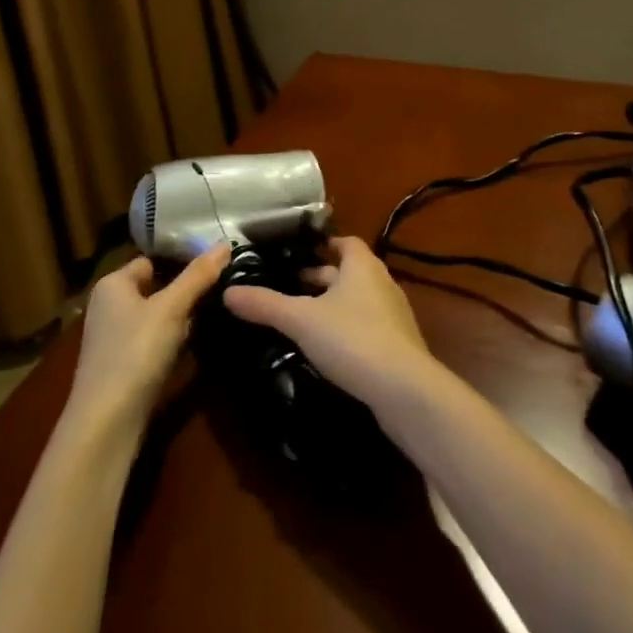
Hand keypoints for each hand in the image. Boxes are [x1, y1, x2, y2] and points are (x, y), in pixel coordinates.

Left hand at [67, 245, 229, 435]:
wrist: (105, 424)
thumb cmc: (135, 353)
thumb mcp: (171, 309)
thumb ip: (198, 276)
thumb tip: (225, 242)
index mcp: (112, 284)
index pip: (151, 260)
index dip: (180, 260)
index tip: (214, 264)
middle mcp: (108, 307)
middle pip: (154, 288)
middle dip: (183, 291)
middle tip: (220, 290)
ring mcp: (113, 339)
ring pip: (155, 317)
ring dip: (179, 319)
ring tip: (213, 315)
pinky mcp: (121, 367)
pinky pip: (151, 343)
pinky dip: (170, 343)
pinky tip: (191, 348)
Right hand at [222, 235, 438, 410]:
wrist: (404, 390)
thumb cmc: (352, 339)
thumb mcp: (301, 320)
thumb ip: (265, 304)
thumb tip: (228, 291)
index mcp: (362, 266)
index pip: (344, 242)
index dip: (322, 245)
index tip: (297, 254)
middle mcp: (382, 282)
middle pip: (349, 271)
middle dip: (321, 277)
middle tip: (290, 286)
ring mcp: (394, 315)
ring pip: (358, 300)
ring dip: (334, 304)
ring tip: (303, 318)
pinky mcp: (398, 345)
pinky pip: (367, 326)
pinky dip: (347, 329)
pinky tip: (327, 348)